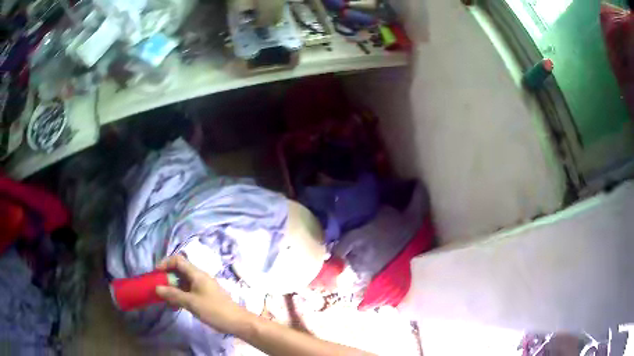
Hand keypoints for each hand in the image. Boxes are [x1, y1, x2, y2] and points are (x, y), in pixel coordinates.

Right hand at [155, 255, 250, 333]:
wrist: (237, 322)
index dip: (165, 263)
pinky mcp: (205, 296)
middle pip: (179, 271)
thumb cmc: (214, 310)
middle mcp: (199, 277)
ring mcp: (203, 287)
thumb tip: (157, 288)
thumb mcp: (191, 302)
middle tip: (158, 288)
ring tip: (165, 300)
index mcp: (197, 274)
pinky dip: (180, 296)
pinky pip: (188, 291)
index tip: (156, 273)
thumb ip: (173, 294)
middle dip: (167, 278)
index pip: (178, 260)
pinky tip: (175, 306)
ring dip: (173, 289)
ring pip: (183, 282)